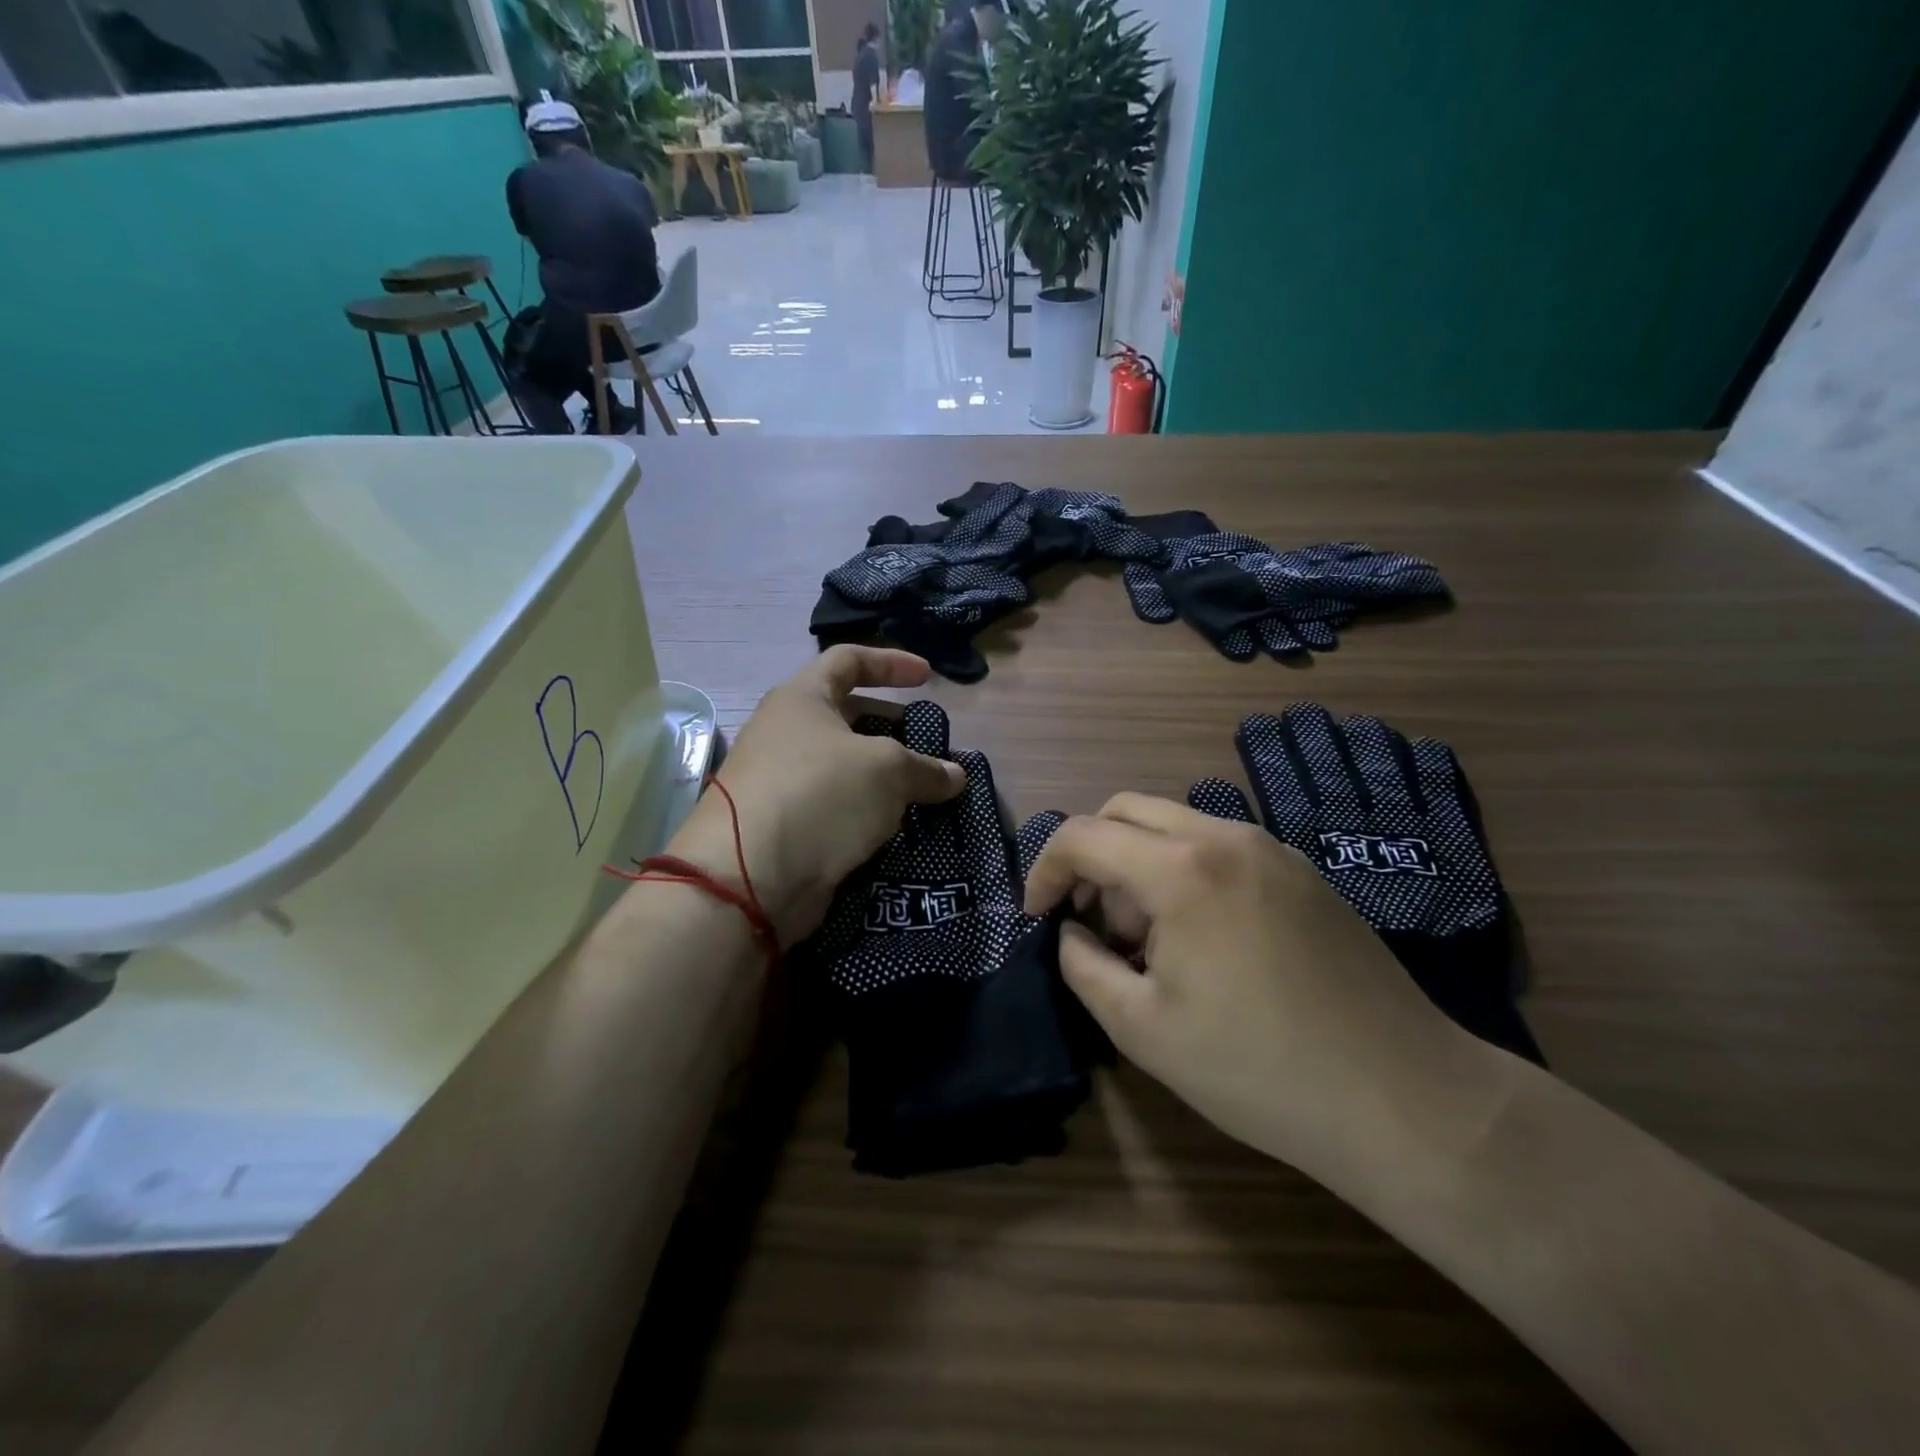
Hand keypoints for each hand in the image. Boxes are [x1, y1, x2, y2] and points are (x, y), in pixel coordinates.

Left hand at [669, 647, 965, 946]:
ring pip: (844, 768)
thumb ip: (925, 768)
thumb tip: (955, 776)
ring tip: (923, 792)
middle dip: (891, 727)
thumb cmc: (819, 795)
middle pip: (846, 716)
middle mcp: (786, 734)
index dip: (891, 662)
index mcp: (801, 699)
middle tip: (929, 746)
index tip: (928, 677)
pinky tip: (897, 828)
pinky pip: (837, 808)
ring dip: (883, 777)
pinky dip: (867, 812)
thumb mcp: (886, 770)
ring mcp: (782, 782)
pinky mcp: (787, 827)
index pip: (848, 660)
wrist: (748, 877)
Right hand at [1024, 793, 1482, 1180]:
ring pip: (1174, 825)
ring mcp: (1272, 848)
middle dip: (1093, 859)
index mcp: (1182, 869)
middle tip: (1098, 927)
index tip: (1039, 918)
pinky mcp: (1303, 871)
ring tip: (1154, 944)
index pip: (1083, 835)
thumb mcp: (1143, 1029)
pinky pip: (1219, 846)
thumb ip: (1083, 966)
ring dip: (1140, 865)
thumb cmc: (1259, 1068)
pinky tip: (1206, 940)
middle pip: (1126, 810)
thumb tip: (1070, 932)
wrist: (1406, 1098)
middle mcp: (1226, 837)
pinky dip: (1185, 871)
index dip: (1045, 871)